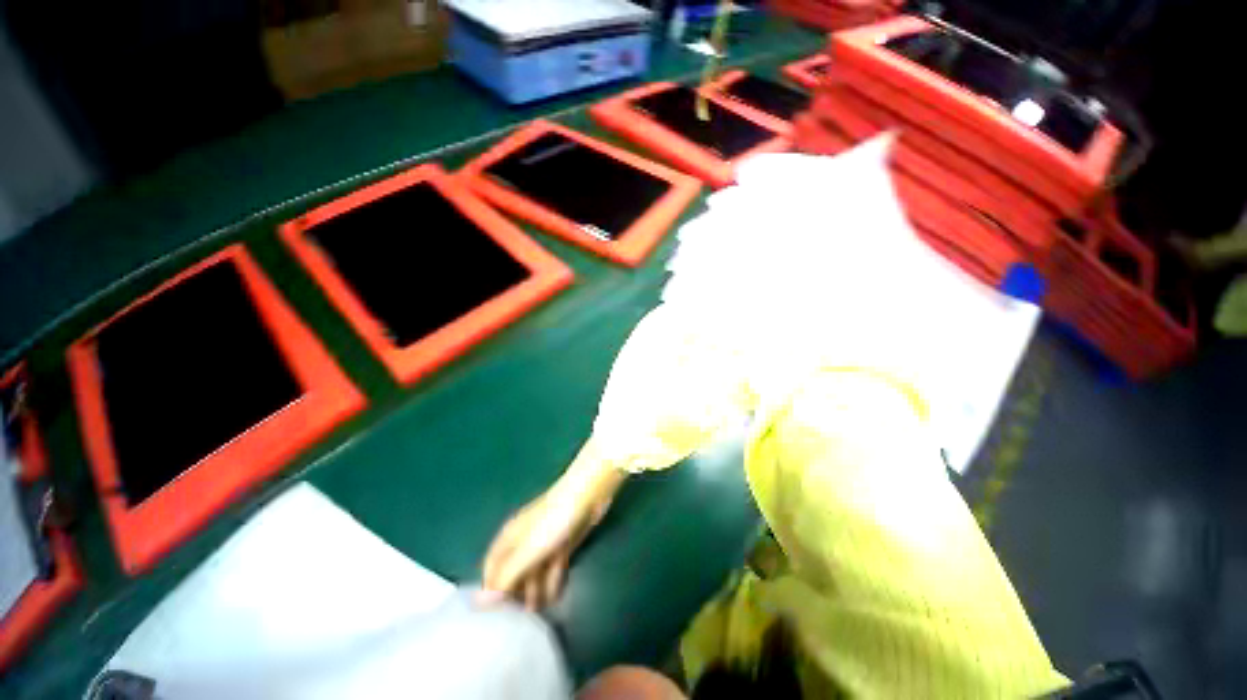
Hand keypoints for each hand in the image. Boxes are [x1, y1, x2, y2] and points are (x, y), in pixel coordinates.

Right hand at [482, 441, 626, 610]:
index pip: (492, 568)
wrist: (586, 497)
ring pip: (534, 571)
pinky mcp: (563, 544)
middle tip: (517, 623)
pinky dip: (551, 582)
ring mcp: (544, 542)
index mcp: (509, 538)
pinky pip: (552, 567)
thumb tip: (479, 603)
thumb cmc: (552, 522)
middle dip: (515, 594)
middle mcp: (524, 541)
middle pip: (514, 572)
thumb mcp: (527, 551)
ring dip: (534, 591)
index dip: (491, 591)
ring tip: (536, 616)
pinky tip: (554, 599)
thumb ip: (506, 577)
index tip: (493, 618)